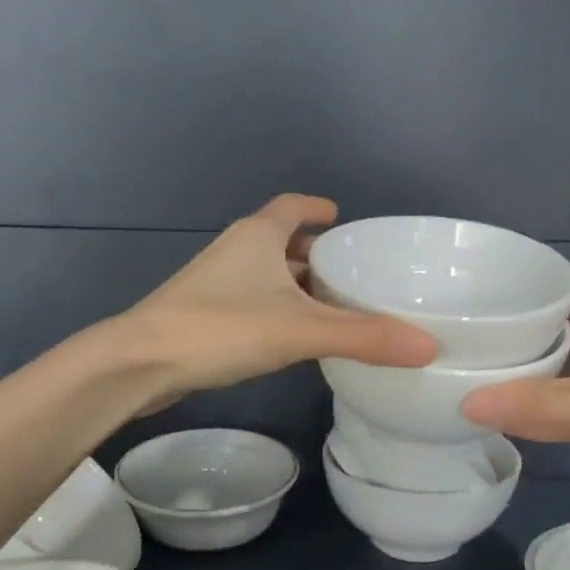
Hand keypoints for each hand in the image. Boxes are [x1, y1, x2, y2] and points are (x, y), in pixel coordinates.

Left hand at [117, 194, 438, 403]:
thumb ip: (364, 338)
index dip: (317, 208)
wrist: (139, 363)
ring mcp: (215, 284)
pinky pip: (253, 301)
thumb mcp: (300, 330)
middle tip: (353, 272)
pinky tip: (296, 337)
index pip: (291, 207)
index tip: (341, 215)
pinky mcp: (204, 315)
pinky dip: (278, 309)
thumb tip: (429, 347)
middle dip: (315, 253)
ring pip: (266, 275)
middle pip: (281, 241)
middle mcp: (235, 251)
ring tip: (334, 306)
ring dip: (296, 285)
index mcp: (257, 235)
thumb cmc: (221, 328)